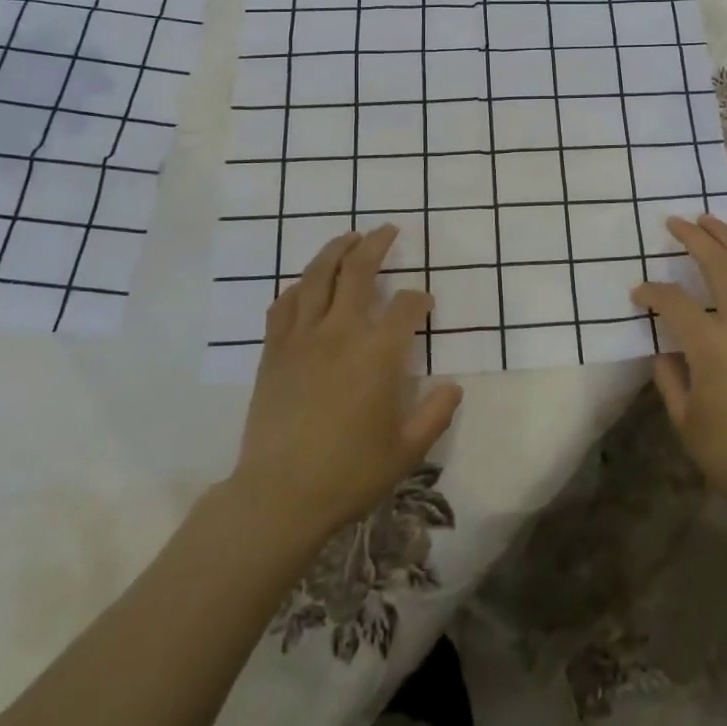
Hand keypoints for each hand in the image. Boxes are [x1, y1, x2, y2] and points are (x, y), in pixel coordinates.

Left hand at [233, 225, 462, 540]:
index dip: (418, 299)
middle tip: (387, 230)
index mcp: (378, 354)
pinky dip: (297, 286)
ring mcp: (302, 339)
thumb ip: (435, 414)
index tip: (423, 302)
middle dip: (376, 245)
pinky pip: (283, 305)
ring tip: (348, 237)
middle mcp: (340, 333)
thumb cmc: (349, 473)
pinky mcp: (273, 352)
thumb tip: (453, 386)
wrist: (279, 495)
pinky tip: (305, 283)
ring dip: (334, 250)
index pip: (405, 307)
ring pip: (316, 277)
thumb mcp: (406, 451)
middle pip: (357, 271)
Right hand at [633, 215, 726, 522]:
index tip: (638, 294)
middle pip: (719, 265)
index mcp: (711, 345)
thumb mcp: (683, 417)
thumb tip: (664, 347)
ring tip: (711, 222)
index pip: (673, 301)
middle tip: (675, 222)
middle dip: (694, 238)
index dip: (651, 292)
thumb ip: (668, 374)